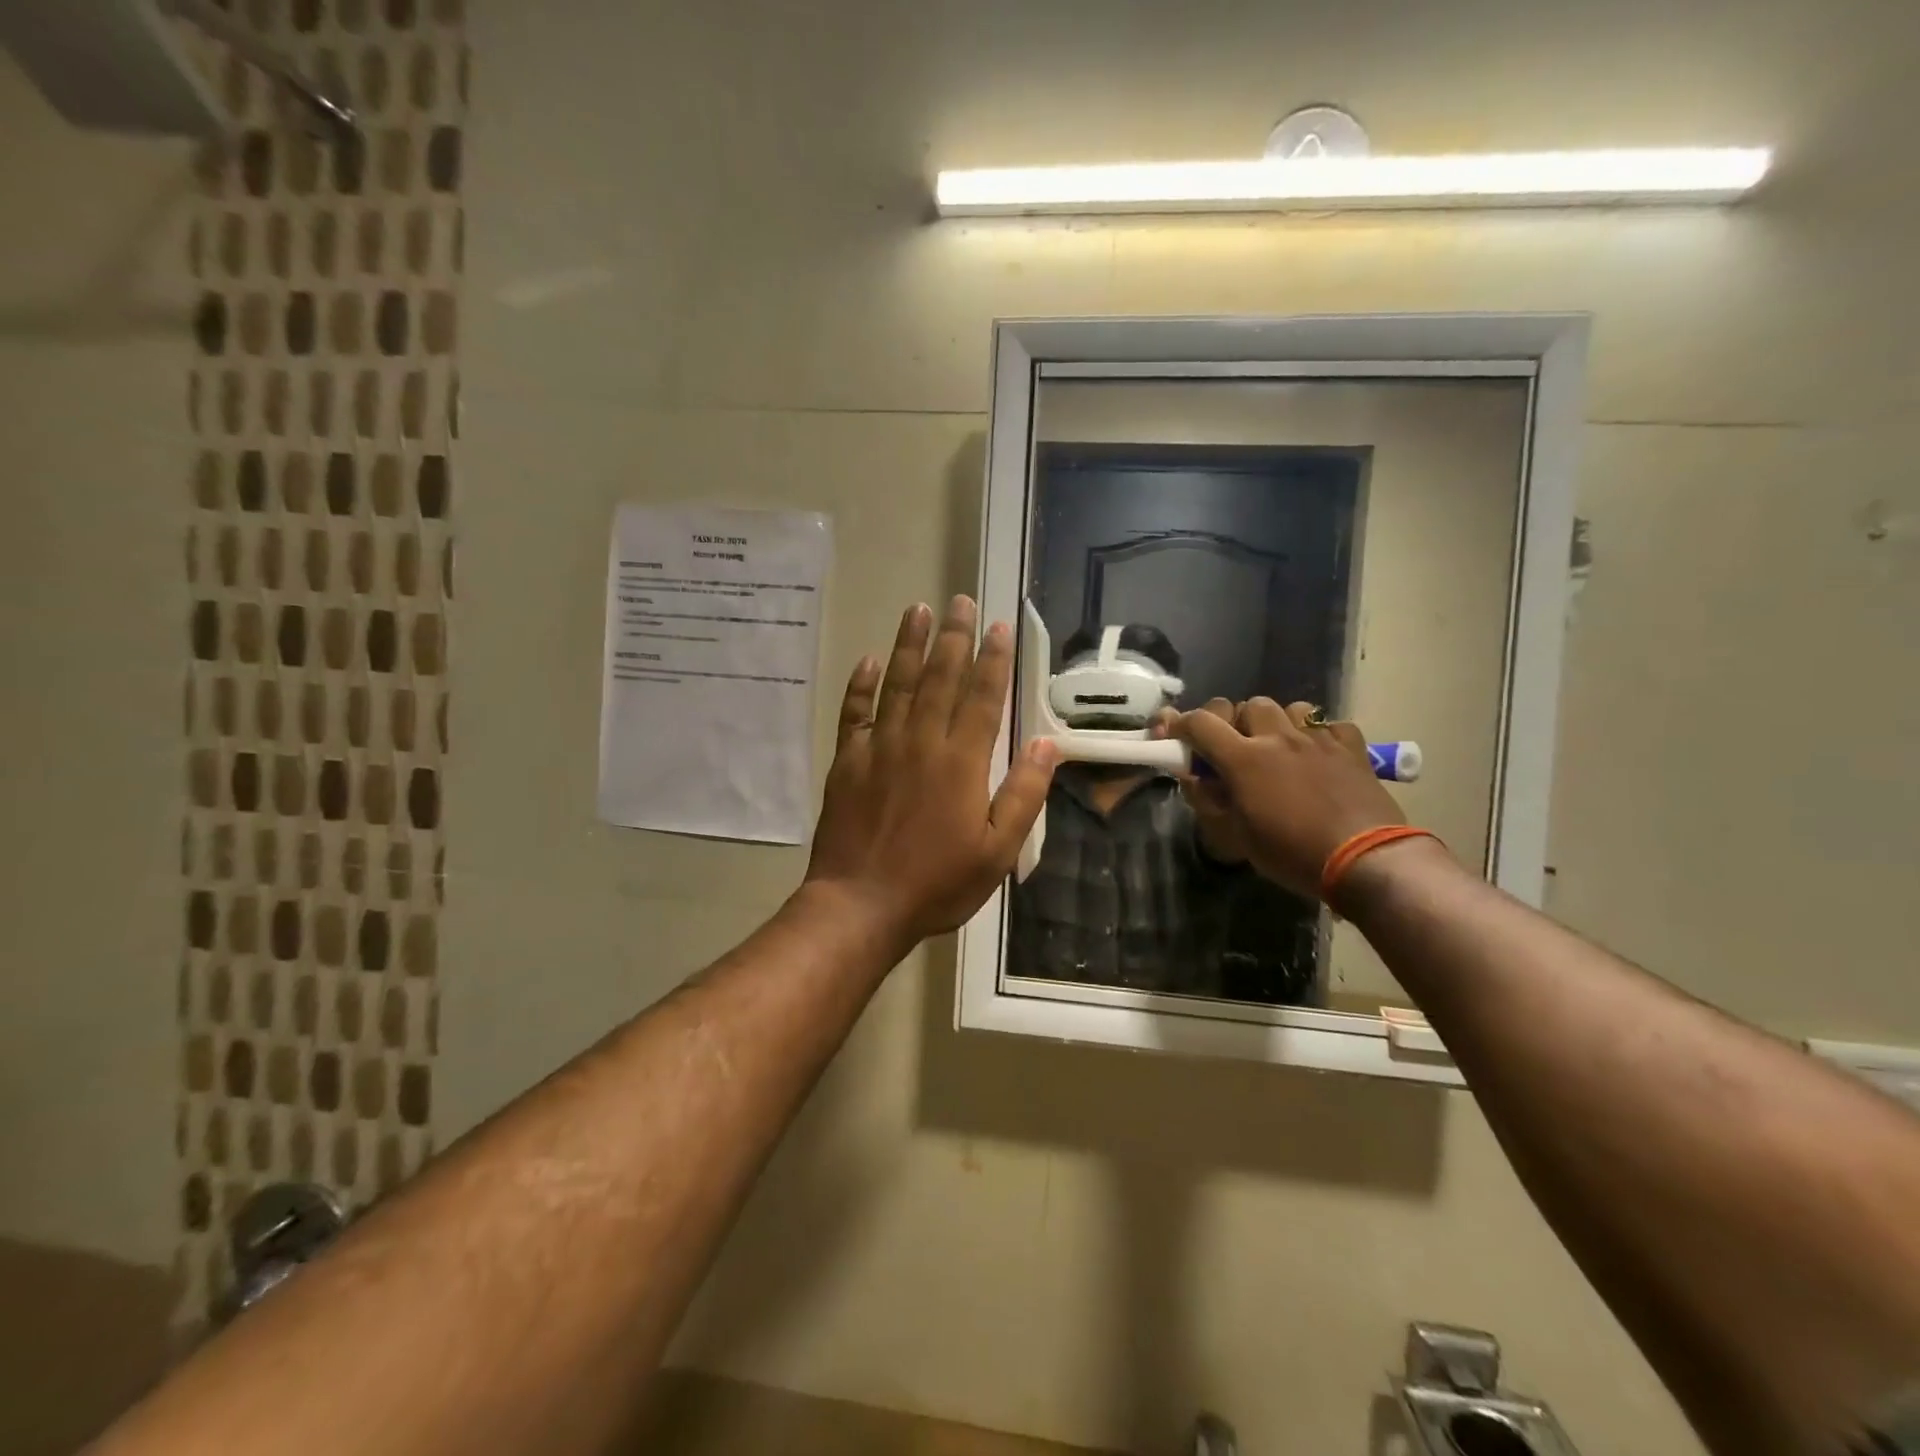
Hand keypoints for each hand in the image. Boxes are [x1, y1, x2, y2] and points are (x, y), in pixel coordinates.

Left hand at [806, 597, 1058, 947]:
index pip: (983, 696)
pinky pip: (854, 712)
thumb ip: (1023, 793)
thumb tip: (1049, 744)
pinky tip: (870, 660)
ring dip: (909, 645)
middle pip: (940, 677)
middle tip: (959, 601)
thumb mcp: (997, 850)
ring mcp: (879, 748)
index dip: (993, 659)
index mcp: (962, 761)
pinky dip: (861, 684)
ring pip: (898, 684)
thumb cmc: (937, 883)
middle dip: (953, 637)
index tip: (999, 626)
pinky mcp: (847, 761)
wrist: (860, 904)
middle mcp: (921, 741)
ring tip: (917, 609)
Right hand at [1159, 698, 1405, 899]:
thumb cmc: (1292, 853)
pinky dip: (1319, 735)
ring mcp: (1317, 739)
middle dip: (1236, 722)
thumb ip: (1210, 799)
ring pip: (1290, 708)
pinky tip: (1319, 756)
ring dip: (1278, 723)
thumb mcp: (1236, 835)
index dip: (1182, 724)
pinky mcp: (1351, 747)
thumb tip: (1195, 777)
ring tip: (1280, 749)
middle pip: (1247, 705)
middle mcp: (1278, 737)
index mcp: (1243, 758)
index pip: (1200, 722)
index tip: (1176, 737)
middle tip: (1236, 749)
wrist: (1365, 860)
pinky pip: (1329, 725)